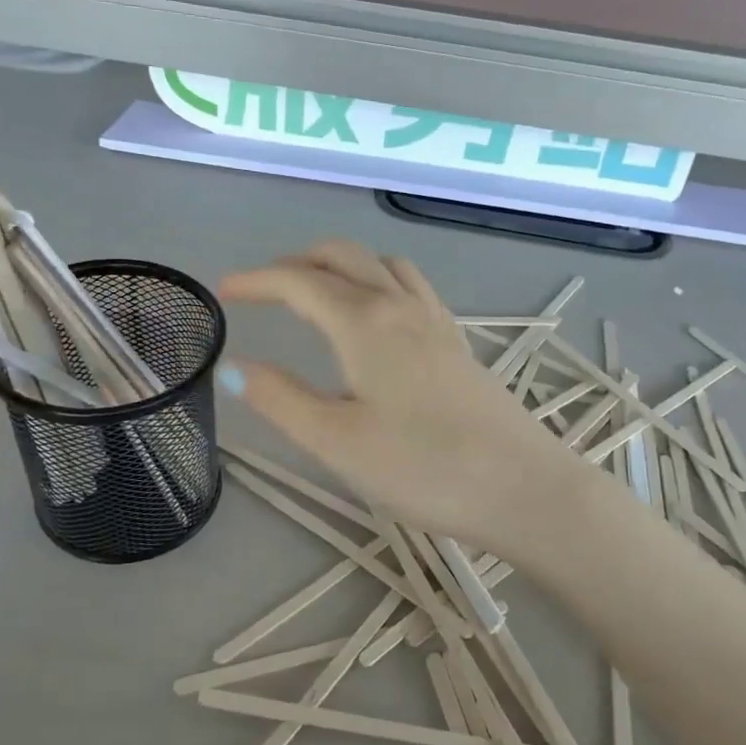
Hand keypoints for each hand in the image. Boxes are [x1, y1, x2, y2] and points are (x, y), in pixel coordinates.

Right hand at [217, 243, 588, 551]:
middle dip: (297, 263)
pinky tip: (378, 318)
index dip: (257, 280)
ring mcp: (437, 322)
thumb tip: (232, 366)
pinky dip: (379, 282)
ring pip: (382, 266)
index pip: (299, 282)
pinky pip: (412, 288)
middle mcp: (401, 306)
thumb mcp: (336, 441)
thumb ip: (281, 399)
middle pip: (344, 256)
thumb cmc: (422, 468)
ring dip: (342, 266)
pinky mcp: (459, 345)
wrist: (522, 488)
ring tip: (318, 293)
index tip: (224, 292)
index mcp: (364, 322)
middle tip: (265, 289)